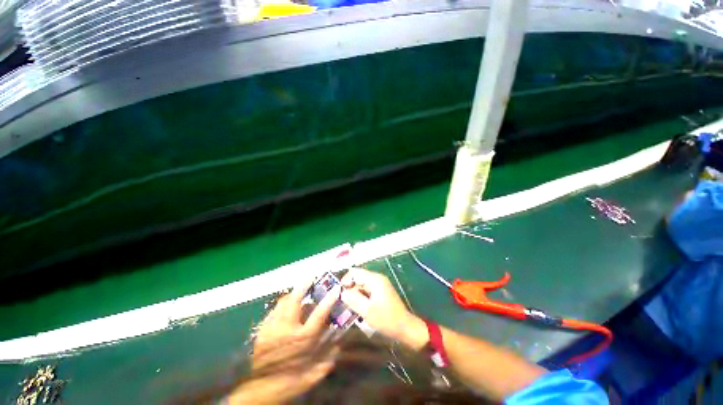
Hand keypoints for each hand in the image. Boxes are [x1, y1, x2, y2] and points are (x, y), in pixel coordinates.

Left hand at [229, 280, 340, 403]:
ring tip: (299, 291)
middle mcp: (286, 329)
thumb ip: (326, 362)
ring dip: (292, 295)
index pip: (319, 314)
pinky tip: (285, 309)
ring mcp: (271, 328)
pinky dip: (281, 306)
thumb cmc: (289, 383)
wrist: (260, 392)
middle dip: (303, 286)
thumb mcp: (312, 375)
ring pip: (282, 302)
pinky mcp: (262, 331)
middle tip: (310, 277)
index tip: (336, 289)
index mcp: (301, 340)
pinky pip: (273, 311)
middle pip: (294, 300)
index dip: (328, 300)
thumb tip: (338, 348)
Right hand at [341, 268, 427, 349]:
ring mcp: (379, 285)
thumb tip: (342, 292)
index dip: (345, 281)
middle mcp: (377, 278)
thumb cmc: (386, 319)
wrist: (405, 327)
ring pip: (362, 284)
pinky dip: (361, 297)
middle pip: (358, 278)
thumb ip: (353, 299)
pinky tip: (358, 307)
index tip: (340, 294)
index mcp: (375, 279)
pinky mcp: (381, 292)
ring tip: (350, 306)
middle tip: (344, 302)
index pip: (355, 272)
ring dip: (355, 294)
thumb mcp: (367, 311)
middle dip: (350, 288)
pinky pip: (367, 290)